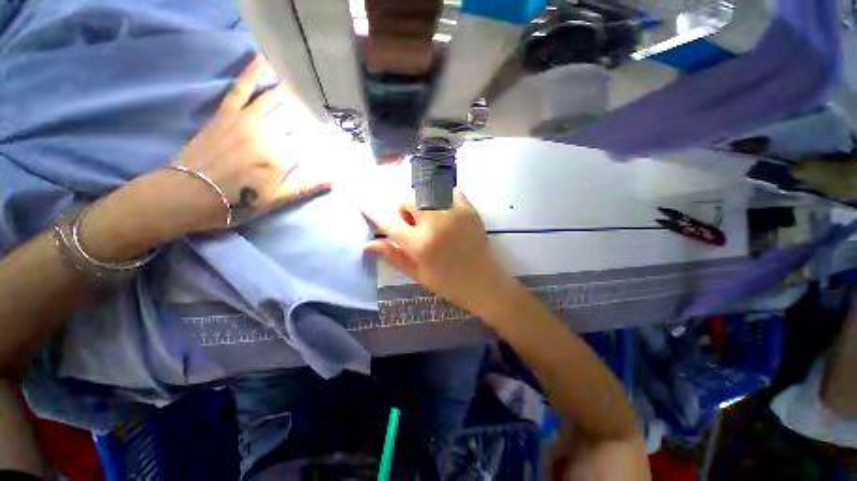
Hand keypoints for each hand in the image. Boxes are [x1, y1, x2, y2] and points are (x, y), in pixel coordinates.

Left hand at [78, 56, 329, 260]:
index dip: (324, 135)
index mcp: (281, 157)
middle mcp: (267, 134)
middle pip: (296, 117)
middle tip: (325, 101)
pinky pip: (241, 89)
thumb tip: (333, 180)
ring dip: (293, 90)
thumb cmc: (238, 202)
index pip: (311, 141)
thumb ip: (305, 186)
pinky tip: (264, 60)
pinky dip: (252, 73)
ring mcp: (245, 121)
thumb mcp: (277, 200)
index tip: (335, 130)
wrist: (188, 195)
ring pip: (275, 99)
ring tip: (308, 82)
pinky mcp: (226, 114)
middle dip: (313, 109)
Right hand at [364, 191, 519, 318]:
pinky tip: (443, 212)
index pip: (389, 223)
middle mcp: (435, 223)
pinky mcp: (468, 208)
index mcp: (420, 244)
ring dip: (421, 202)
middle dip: (405, 209)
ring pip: (426, 191)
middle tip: (413, 223)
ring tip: (429, 218)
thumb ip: (393, 256)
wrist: (484, 282)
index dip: (374, 212)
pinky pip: (446, 190)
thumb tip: (368, 245)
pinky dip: (439, 197)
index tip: (364, 203)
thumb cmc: (448, 283)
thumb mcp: (417, 274)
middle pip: (408, 199)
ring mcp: (454, 212)